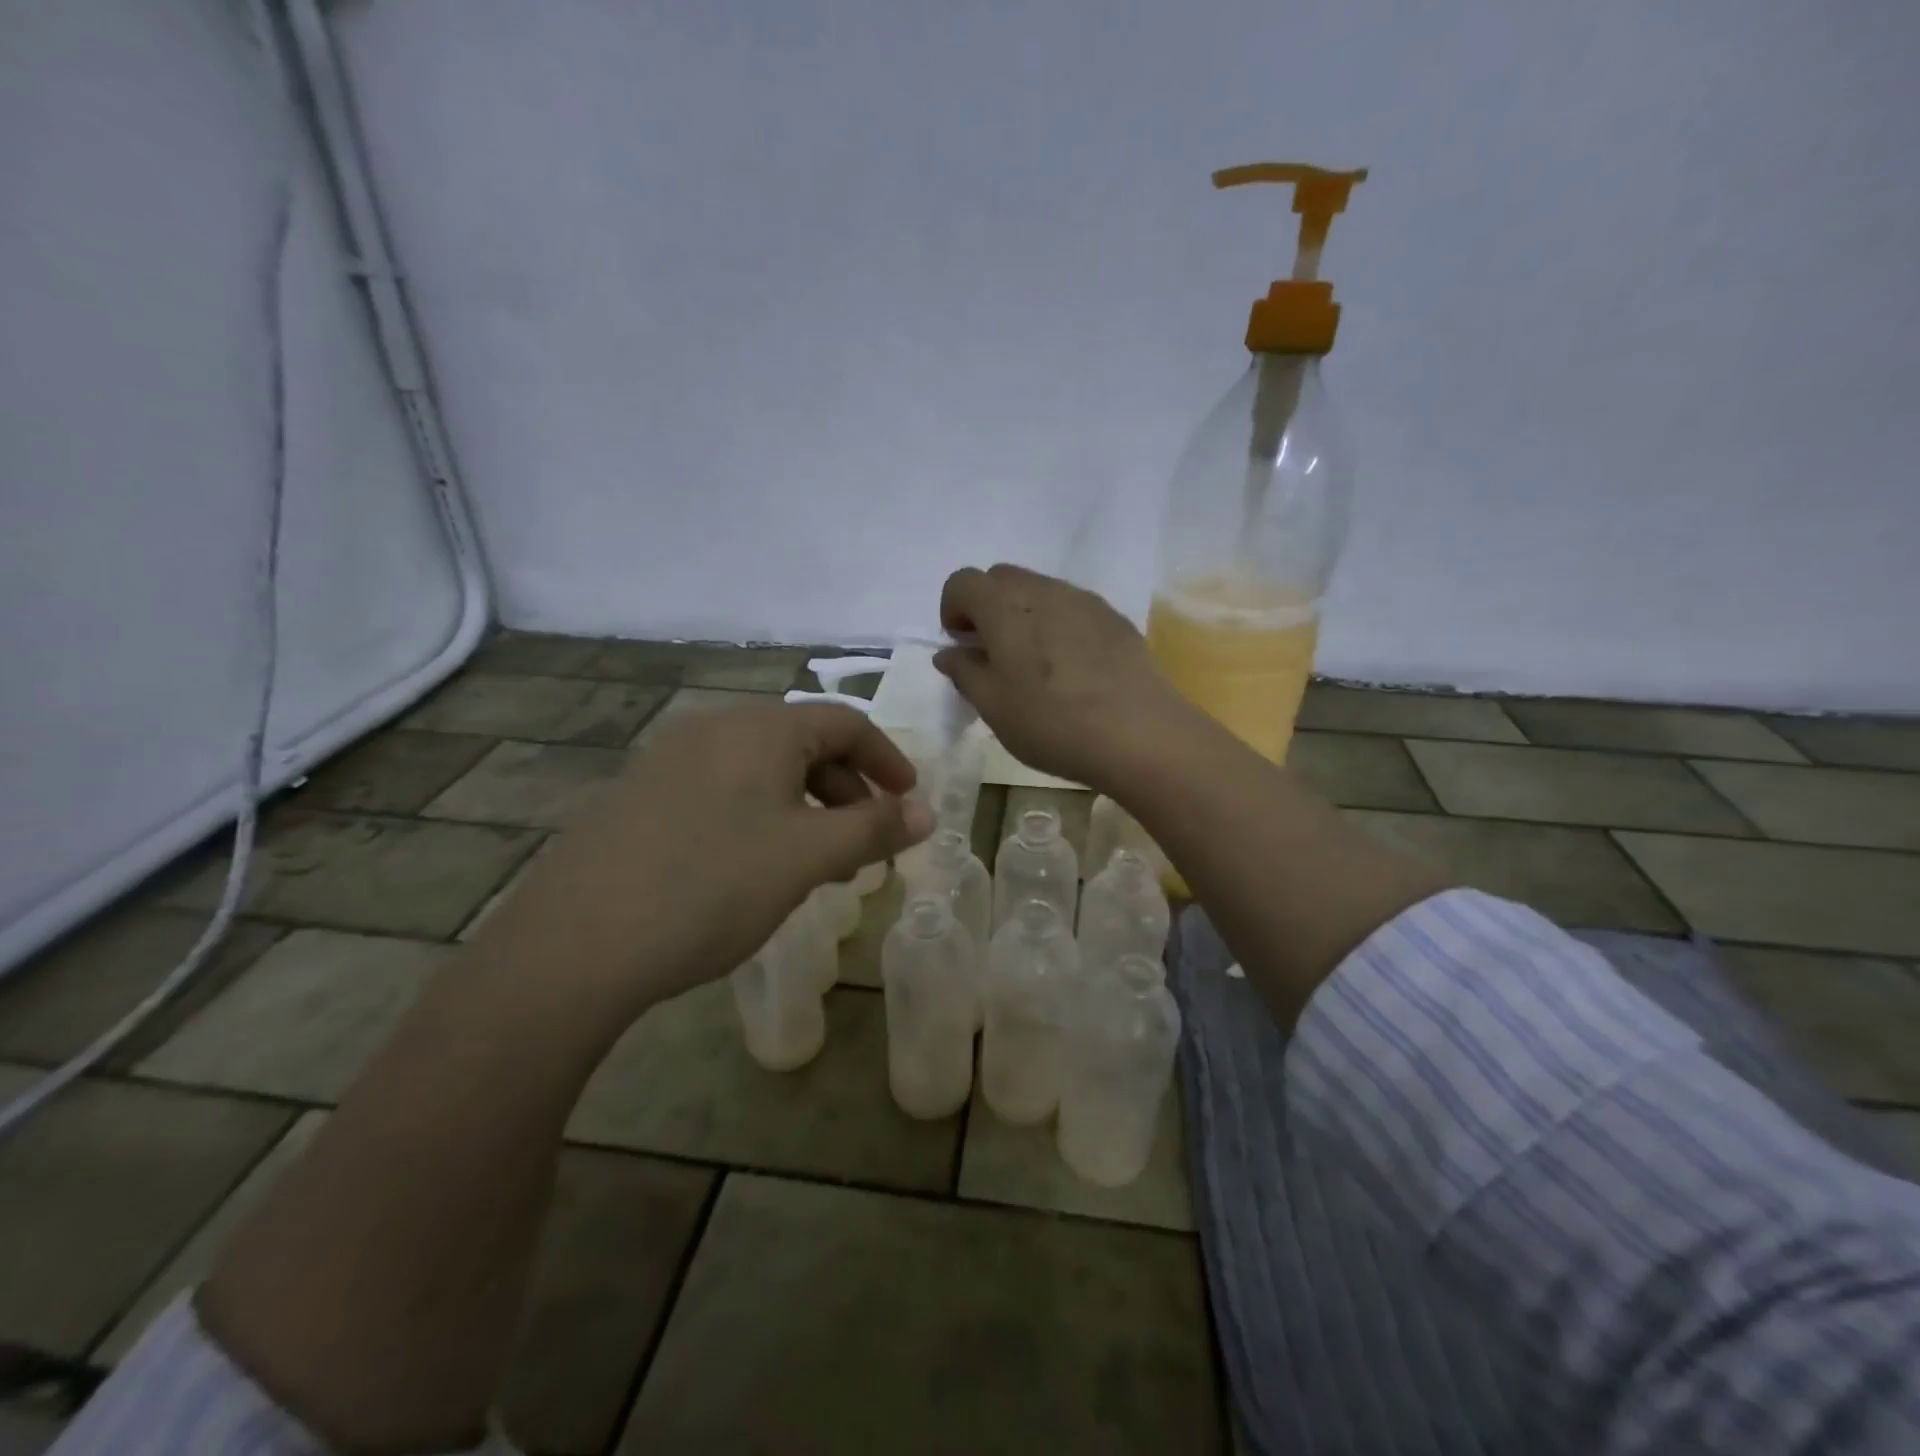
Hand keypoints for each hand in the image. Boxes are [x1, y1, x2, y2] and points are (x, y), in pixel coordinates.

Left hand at [471, 701, 932, 1017]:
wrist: (577, 943)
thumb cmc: (713, 885)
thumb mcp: (807, 857)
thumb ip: (874, 828)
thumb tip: (927, 814)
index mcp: (760, 728)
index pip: (844, 723)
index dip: (886, 758)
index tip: (908, 800)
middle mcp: (714, 728)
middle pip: (803, 744)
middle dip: (845, 790)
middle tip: (863, 844)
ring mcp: (670, 759)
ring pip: (762, 771)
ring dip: (804, 808)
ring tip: (816, 864)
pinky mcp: (641, 795)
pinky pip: (722, 790)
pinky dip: (760, 816)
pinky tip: (754, 867)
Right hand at [935, 563, 1195, 794]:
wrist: (1139, 734)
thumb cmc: (1051, 722)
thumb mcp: (993, 707)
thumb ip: (964, 672)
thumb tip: (950, 652)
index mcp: (1003, 606)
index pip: (962, 582)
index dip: (952, 609)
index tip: (961, 646)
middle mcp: (1043, 590)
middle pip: (1001, 578)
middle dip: (986, 607)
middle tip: (992, 653)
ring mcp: (1083, 600)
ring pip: (1039, 590)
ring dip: (1023, 615)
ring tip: (1034, 665)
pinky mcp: (1114, 618)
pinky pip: (1072, 608)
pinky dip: (1058, 625)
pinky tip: (1071, 669)